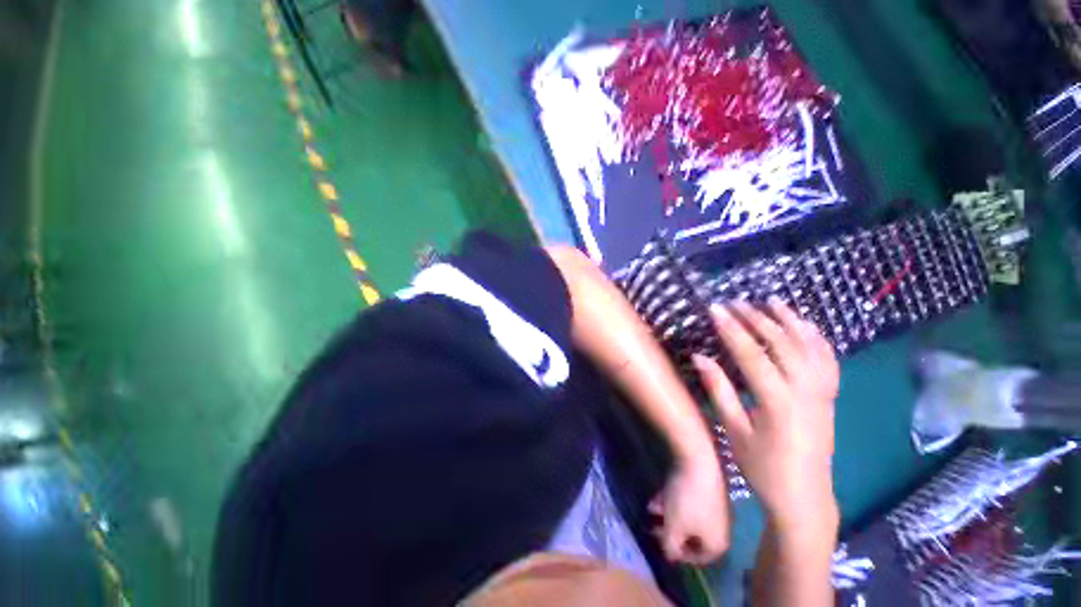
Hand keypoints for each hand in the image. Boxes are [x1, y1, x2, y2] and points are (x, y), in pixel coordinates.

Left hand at [648, 456, 730, 564]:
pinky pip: (689, 501)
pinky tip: (656, 495)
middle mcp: (720, 528)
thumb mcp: (674, 527)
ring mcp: (714, 506)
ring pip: (688, 516)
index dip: (678, 555)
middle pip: (692, 536)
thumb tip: (669, 555)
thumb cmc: (687, 501)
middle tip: (651, 528)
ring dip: (667, 514)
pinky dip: (673, 501)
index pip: (699, 558)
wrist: (697, 461)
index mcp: (717, 543)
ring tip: (649, 508)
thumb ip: (670, 546)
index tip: (661, 547)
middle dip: (669, 532)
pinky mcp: (707, 488)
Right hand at [692, 298, 838, 528]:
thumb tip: (699, 357)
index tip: (716, 309)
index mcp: (778, 402)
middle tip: (735, 302)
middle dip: (757, 319)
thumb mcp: (734, 430)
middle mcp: (805, 392)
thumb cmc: (762, 467)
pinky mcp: (829, 397)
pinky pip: (828, 360)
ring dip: (790, 321)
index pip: (752, 355)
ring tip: (772, 301)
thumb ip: (719, 390)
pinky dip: (817, 338)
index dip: (732, 329)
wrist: (804, 497)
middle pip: (782, 344)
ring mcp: (823, 393)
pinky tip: (806, 325)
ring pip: (809, 347)